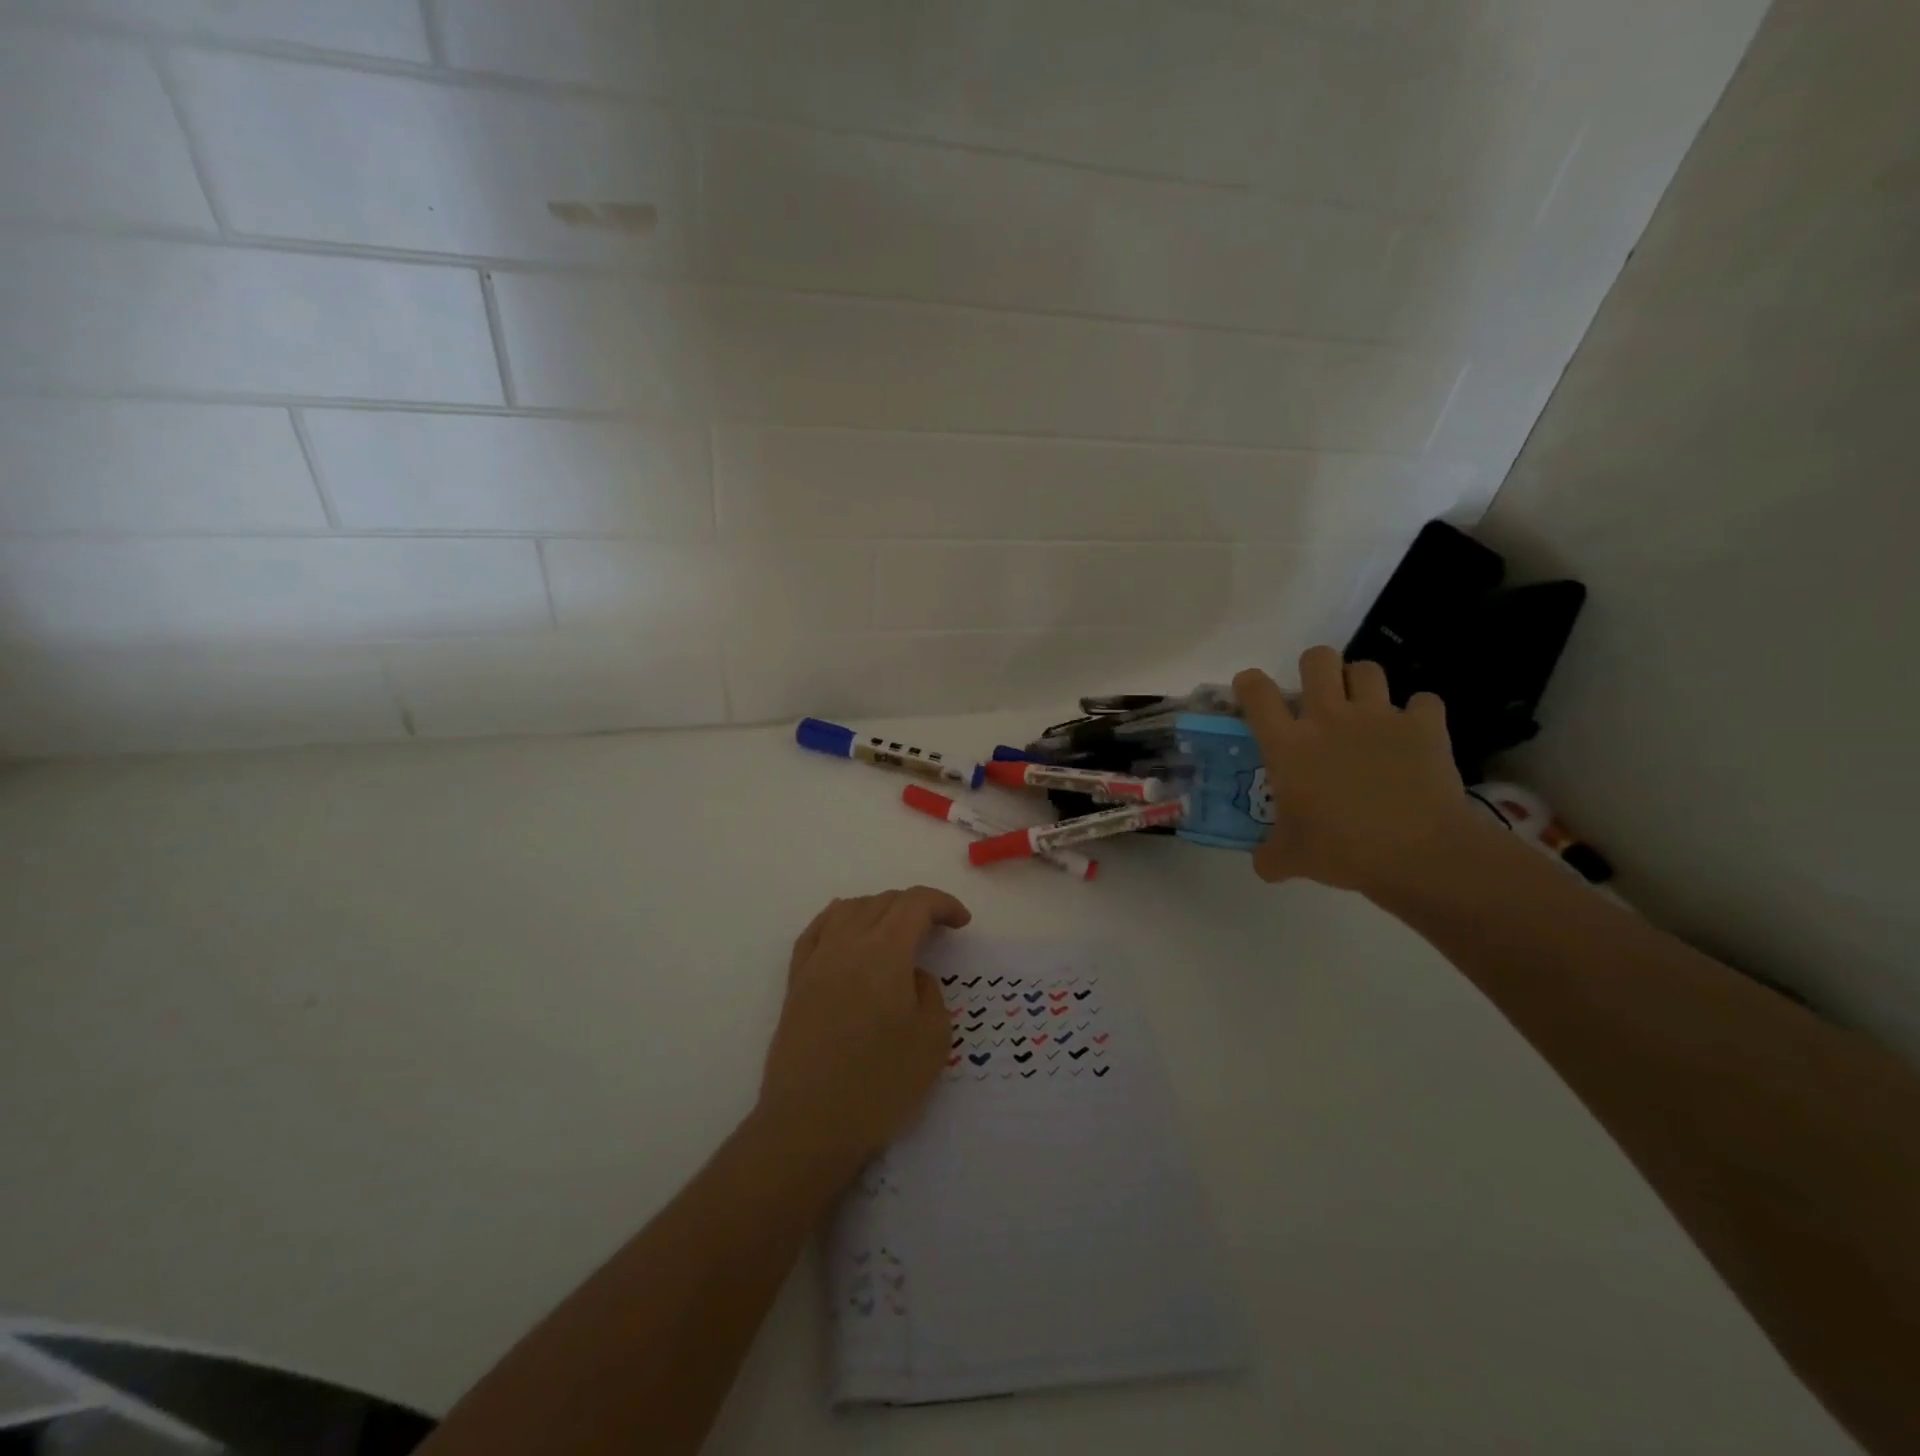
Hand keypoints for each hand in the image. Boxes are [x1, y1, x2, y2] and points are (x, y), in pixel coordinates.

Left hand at [759, 887, 971, 1173]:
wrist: (809, 1124)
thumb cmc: (880, 1083)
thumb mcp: (932, 1038)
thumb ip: (929, 991)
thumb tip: (911, 974)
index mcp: (885, 950)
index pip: (916, 903)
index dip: (943, 904)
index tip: (961, 922)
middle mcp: (847, 943)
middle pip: (883, 902)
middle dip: (915, 907)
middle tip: (937, 930)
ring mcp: (817, 960)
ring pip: (849, 909)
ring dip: (879, 909)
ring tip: (896, 930)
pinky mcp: (796, 981)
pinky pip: (817, 930)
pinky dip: (839, 919)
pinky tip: (846, 930)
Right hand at [1233, 647, 1483, 898]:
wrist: (1419, 853)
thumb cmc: (1342, 850)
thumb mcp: (1291, 859)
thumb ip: (1270, 855)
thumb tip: (1263, 863)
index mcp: (1289, 744)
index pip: (1257, 692)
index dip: (1250, 683)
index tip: (1251, 691)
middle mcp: (1329, 718)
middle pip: (1317, 659)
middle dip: (1315, 668)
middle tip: (1318, 697)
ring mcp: (1379, 717)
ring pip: (1367, 669)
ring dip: (1362, 684)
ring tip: (1364, 709)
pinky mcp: (1424, 726)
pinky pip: (1424, 702)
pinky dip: (1419, 713)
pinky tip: (1415, 734)